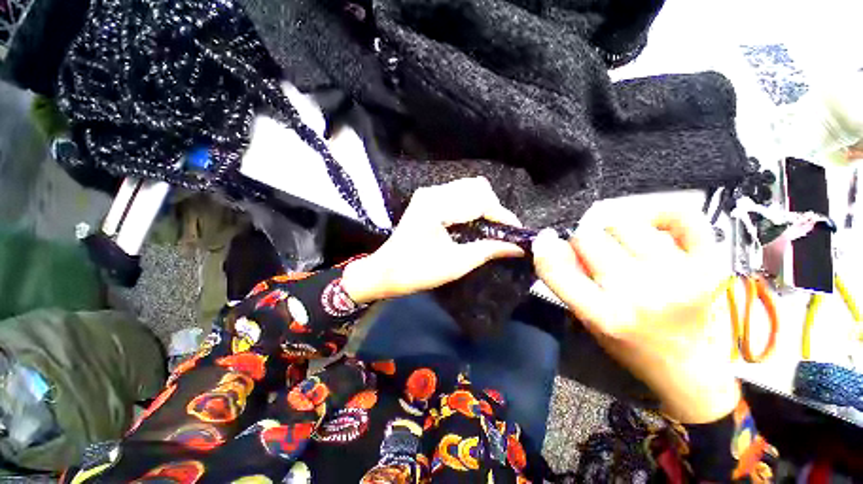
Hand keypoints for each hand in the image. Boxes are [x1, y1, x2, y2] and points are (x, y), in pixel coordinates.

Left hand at [342, 177, 523, 303]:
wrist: (386, 271)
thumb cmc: (417, 272)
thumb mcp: (456, 264)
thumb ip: (488, 250)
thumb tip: (517, 247)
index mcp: (437, 207)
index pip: (480, 201)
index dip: (502, 215)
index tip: (516, 232)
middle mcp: (433, 193)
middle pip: (477, 187)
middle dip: (494, 208)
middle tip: (500, 232)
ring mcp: (429, 193)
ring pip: (469, 188)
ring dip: (484, 206)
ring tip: (490, 228)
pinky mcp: (427, 199)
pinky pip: (458, 194)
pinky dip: (472, 206)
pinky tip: (474, 223)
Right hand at [532, 203, 737, 423]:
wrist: (691, 366)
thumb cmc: (631, 347)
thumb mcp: (588, 320)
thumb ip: (567, 281)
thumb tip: (552, 243)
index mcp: (604, 315)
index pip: (556, 268)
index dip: (545, 249)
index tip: (546, 241)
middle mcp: (639, 293)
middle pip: (589, 237)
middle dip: (582, 242)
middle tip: (592, 253)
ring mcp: (679, 276)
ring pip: (625, 224)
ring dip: (614, 232)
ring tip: (621, 247)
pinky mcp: (710, 264)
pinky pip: (680, 216)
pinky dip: (660, 214)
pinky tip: (650, 227)